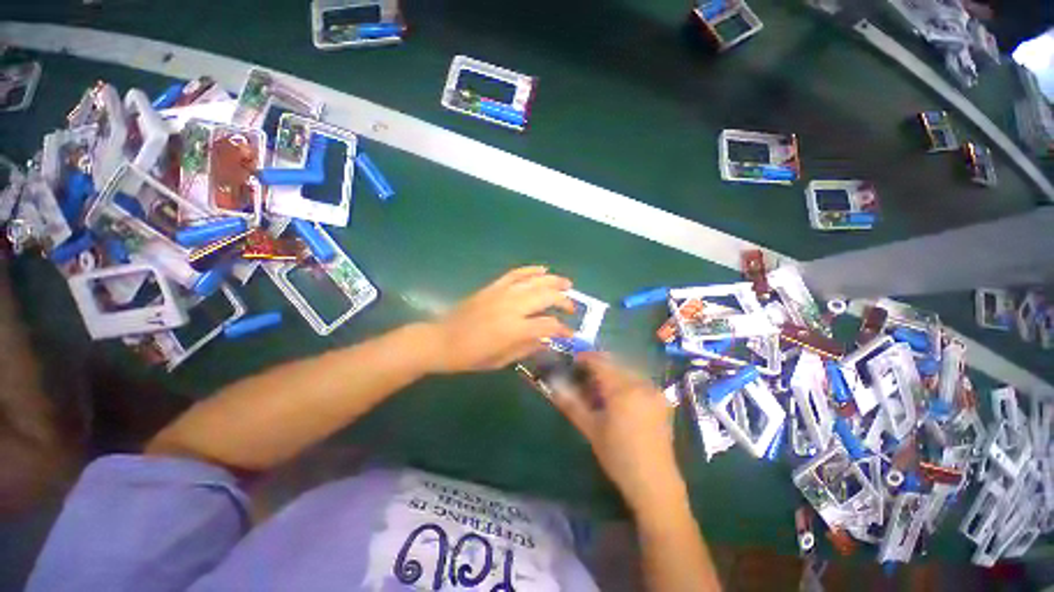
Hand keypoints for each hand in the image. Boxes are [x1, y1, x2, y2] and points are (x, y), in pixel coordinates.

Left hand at [426, 266, 574, 373]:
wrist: (442, 340)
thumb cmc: (471, 356)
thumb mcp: (501, 360)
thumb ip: (527, 348)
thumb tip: (548, 340)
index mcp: (514, 329)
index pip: (548, 325)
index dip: (563, 330)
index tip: (570, 334)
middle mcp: (511, 307)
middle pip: (546, 296)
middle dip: (563, 301)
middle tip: (572, 307)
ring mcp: (501, 293)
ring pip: (534, 281)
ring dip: (553, 281)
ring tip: (567, 284)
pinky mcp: (492, 287)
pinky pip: (515, 274)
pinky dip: (530, 270)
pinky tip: (542, 269)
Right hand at [549, 353, 687, 514]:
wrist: (655, 484)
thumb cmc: (619, 457)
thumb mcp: (591, 429)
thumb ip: (571, 403)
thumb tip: (554, 385)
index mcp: (623, 390)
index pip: (600, 362)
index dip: (585, 357)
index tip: (573, 360)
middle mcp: (641, 384)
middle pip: (615, 363)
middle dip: (597, 364)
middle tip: (583, 376)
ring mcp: (654, 391)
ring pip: (627, 370)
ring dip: (611, 372)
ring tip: (599, 387)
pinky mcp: (662, 400)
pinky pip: (639, 380)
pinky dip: (625, 380)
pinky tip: (618, 396)